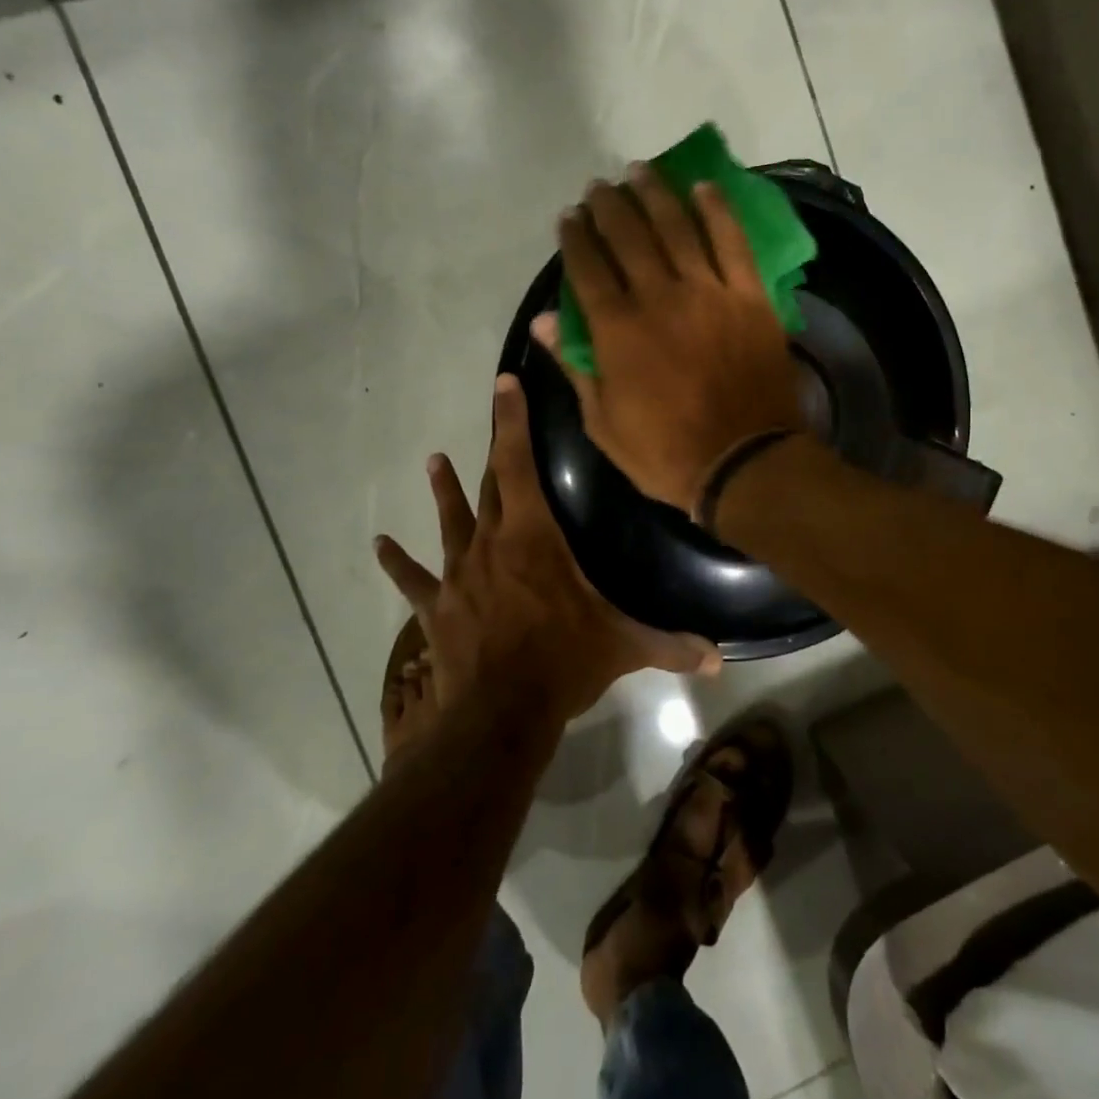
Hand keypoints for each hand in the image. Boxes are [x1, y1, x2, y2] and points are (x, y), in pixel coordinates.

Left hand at [374, 374, 721, 725]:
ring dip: (444, 491)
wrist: (498, 714)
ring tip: (434, 461)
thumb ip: (672, 646)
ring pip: (451, 521)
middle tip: (491, 415)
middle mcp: (491, 543)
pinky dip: (396, 562)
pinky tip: (379, 545)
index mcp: (534, 537)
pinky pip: (412, 580)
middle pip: (490, 486)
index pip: (519, 465)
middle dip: (493, 449)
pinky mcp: (436, 608)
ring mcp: (459, 574)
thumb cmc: (563, 663)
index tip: (504, 384)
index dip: (512, 422)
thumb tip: (720, 662)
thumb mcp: (624, 648)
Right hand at [532, 165, 803, 514]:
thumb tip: (544, 322)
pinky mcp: (749, 296)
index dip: (575, 237)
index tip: (568, 218)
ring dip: (654, 194)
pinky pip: (732, 241)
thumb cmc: (666, 453)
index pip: (588, 268)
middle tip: (599, 188)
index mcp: (618, 330)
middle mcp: (659, 297)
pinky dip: (717, 210)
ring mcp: (708, 291)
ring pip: (676, 227)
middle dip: (608, 206)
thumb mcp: (604, 423)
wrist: (745, 462)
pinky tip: (703, 188)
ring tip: (639, 172)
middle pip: (628, 236)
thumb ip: (575, 367)